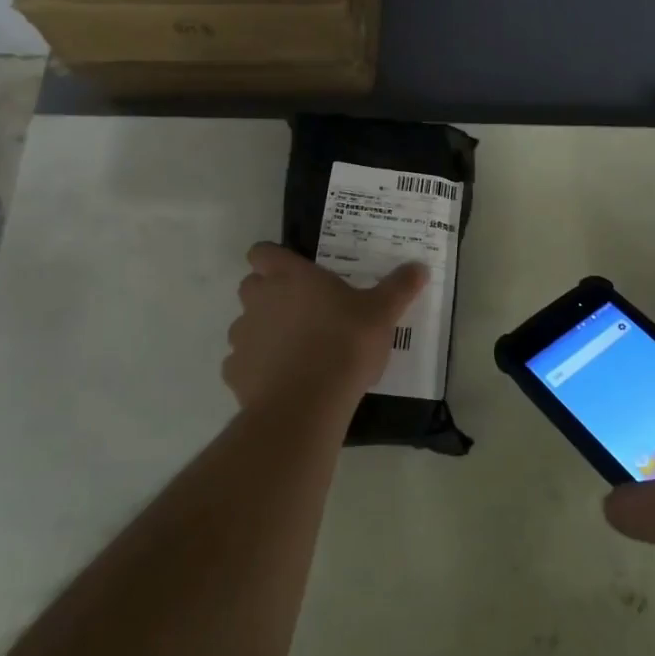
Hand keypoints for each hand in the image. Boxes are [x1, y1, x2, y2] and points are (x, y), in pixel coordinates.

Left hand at [223, 243, 427, 413]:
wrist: (308, 403)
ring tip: (295, 350)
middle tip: (303, 310)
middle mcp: (259, 300)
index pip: (262, 252)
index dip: (274, 259)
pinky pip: (242, 364)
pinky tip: (283, 380)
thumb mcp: (382, 312)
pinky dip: (257, 368)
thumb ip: (399, 287)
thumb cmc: (345, 343)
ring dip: (264, 332)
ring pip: (245, 325)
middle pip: (251, 286)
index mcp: (290, 277)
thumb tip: (419, 267)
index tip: (295, 272)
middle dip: (269, 294)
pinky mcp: (235, 374)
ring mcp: (242, 337)